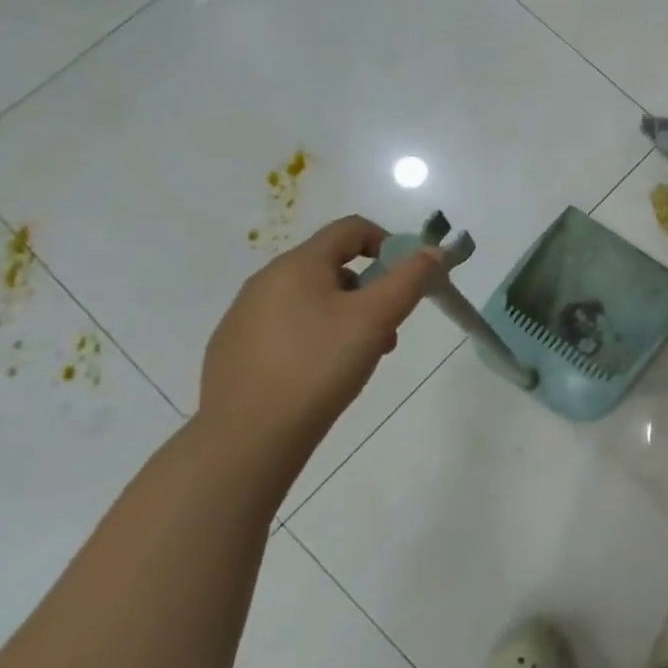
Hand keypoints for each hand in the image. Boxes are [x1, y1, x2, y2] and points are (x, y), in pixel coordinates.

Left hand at [199, 216, 443, 463]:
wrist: (246, 439)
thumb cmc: (319, 367)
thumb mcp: (376, 319)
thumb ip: (410, 279)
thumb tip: (434, 251)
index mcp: (297, 265)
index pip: (351, 229)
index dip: (388, 243)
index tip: (406, 279)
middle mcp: (265, 281)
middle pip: (332, 265)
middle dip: (369, 289)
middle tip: (387, 328)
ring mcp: (243, 316)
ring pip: (310, 298)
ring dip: (345, 314)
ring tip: (359, 357)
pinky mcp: (233, 349)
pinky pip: (286, 326)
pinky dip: (314, 336)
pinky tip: (320, 373)